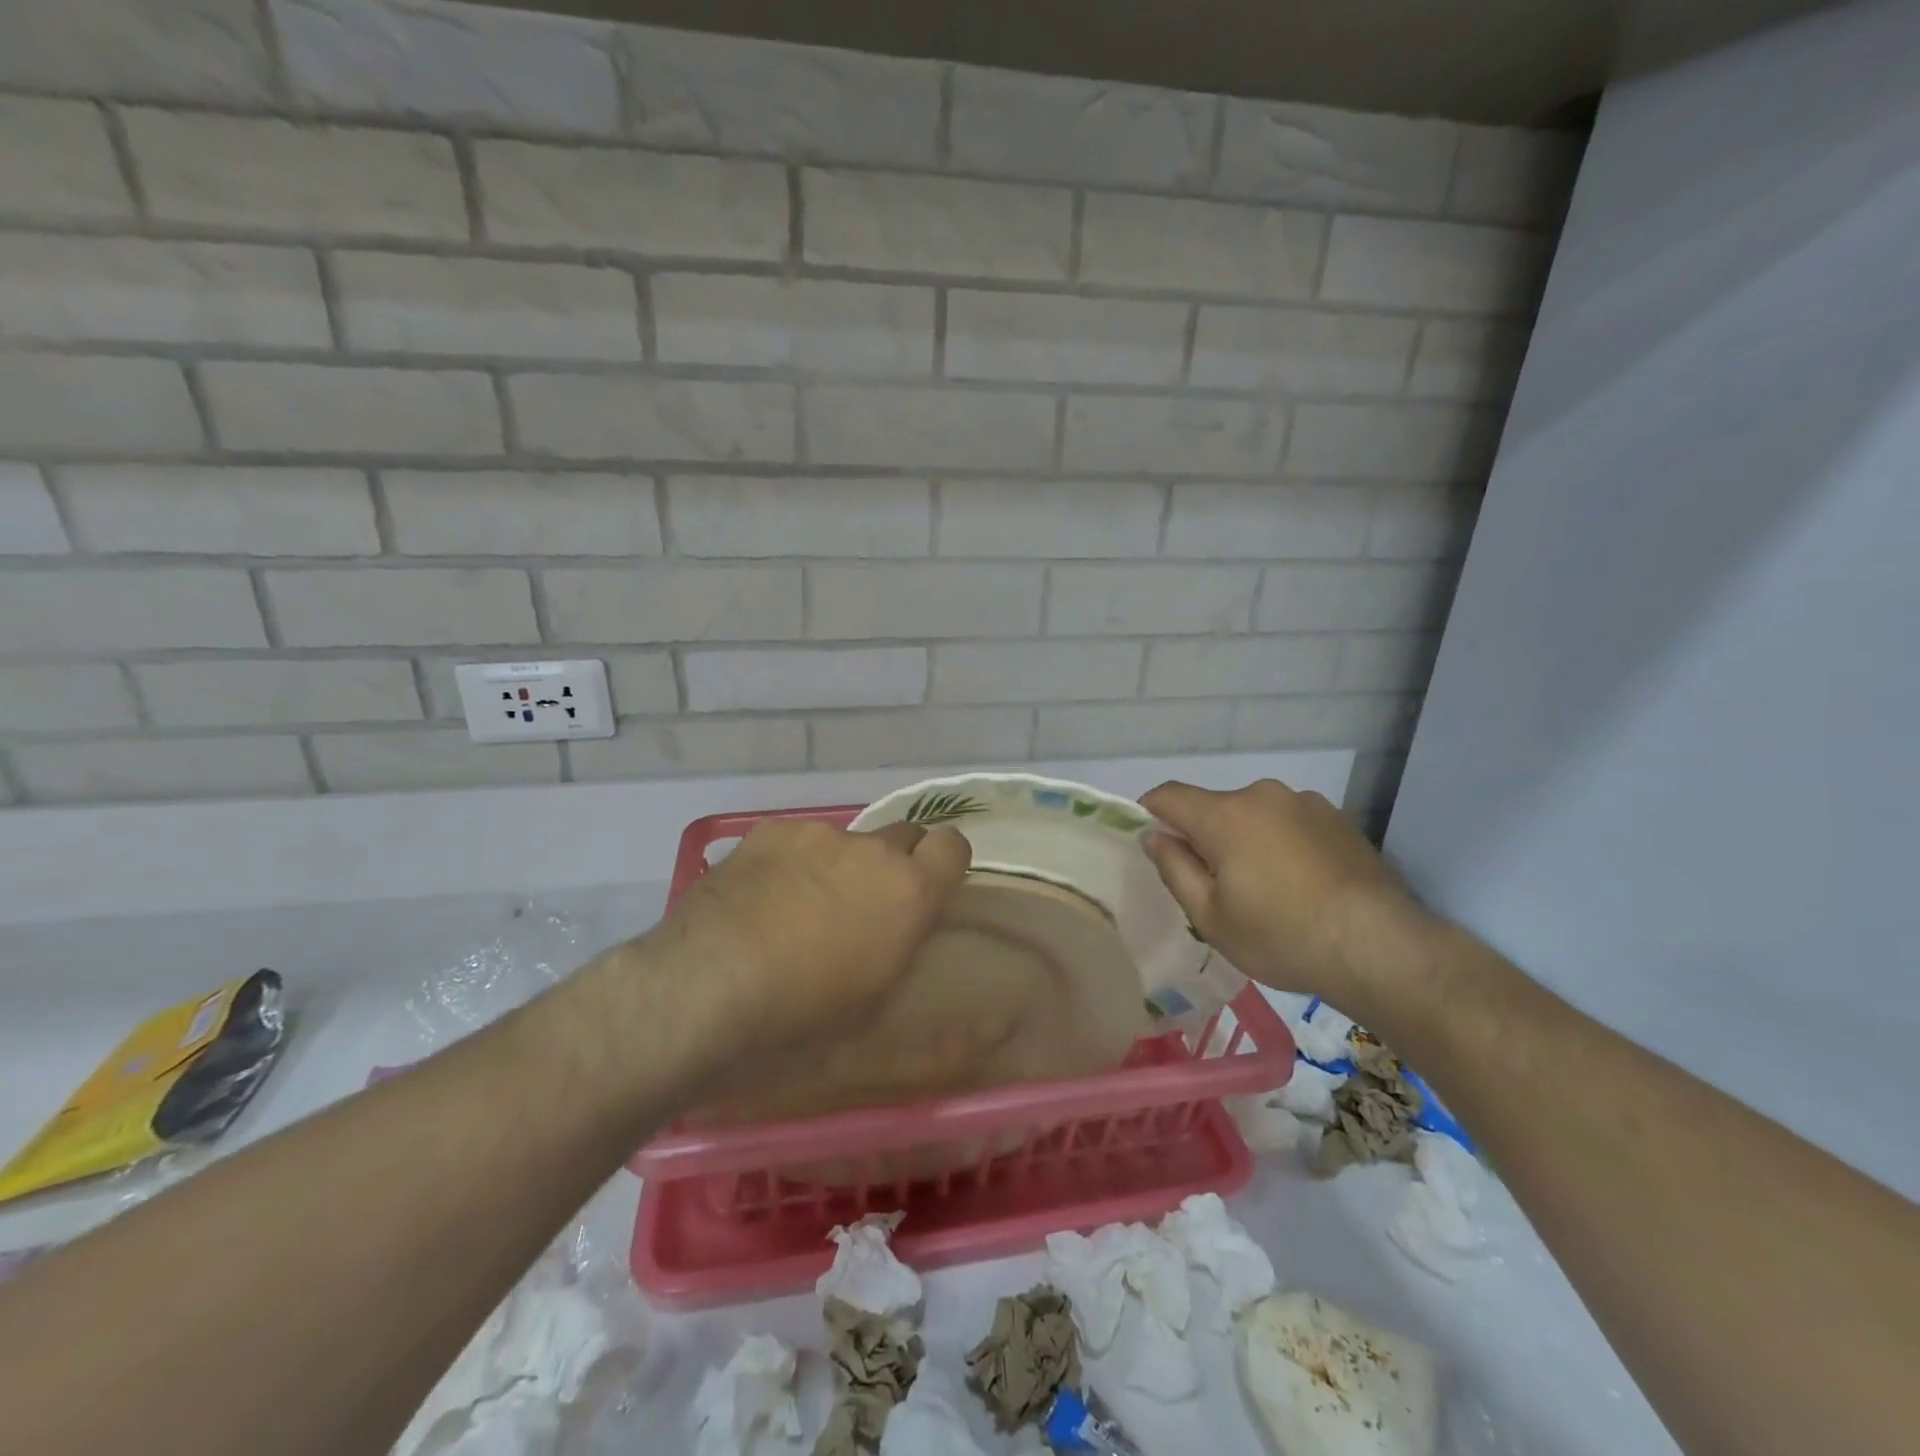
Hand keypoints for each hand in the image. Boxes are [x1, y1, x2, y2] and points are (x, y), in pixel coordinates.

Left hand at [644, 817, 971, 1068]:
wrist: (704, 992)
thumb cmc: (800, 1021)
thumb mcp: (872, 1005)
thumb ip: (900, 950)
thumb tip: (900, 932)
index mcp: (908, 892)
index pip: (953, 846)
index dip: (944, 865)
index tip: (927, 890)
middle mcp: (870, 850)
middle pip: (902, 836)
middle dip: (892, 866)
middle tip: (861, 908)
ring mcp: (816, 835)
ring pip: (843, 842)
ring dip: (835, 868)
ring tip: (793, 911)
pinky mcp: (768, 832)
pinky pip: (795, 842)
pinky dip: (789, 864)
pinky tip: (757, 900)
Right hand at [1141, 779, 1431, 1016]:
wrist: (1379, 948)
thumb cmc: (1281, 936)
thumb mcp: (1210, 917)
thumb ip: (1174, 868)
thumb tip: (1154, 835)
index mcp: (1225, 815)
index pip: (1169, 795)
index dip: (1151, 812)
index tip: (1153, 842)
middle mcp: (1263, 795)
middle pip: (1214, 807)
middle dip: (1205, 836)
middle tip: (1216, 885)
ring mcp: (1305, 803)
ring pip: (1254, 814)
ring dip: (1246, 839)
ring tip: (1266, 888)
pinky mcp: (1337, 818)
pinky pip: (1289, 822)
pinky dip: (1281, 842)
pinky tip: (1301, 883)